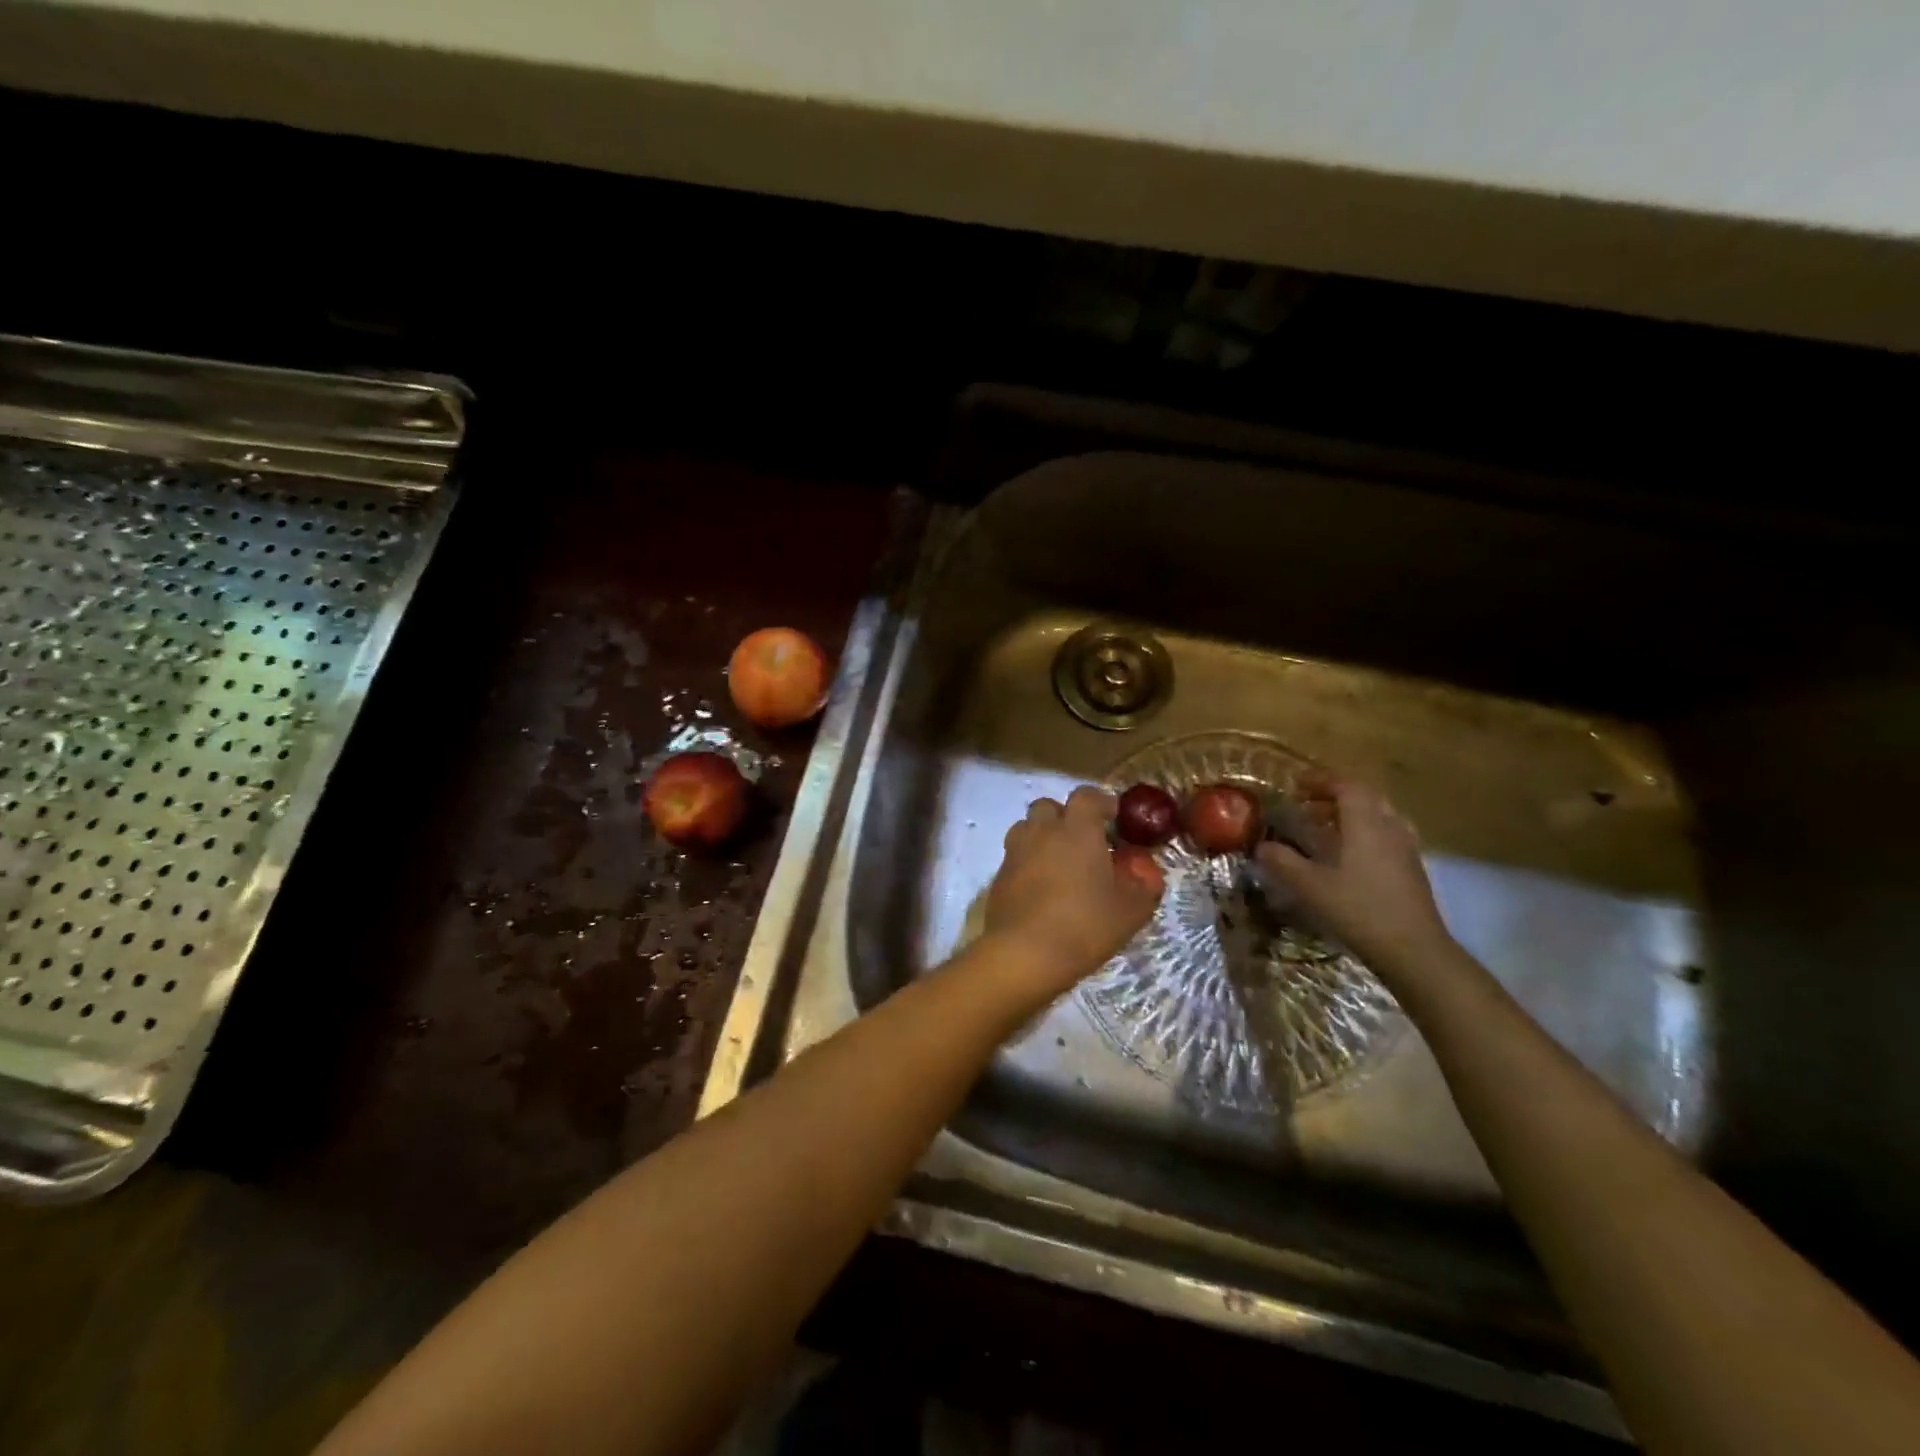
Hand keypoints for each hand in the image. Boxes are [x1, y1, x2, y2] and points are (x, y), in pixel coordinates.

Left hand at [985, 786, 1161, 994]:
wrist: (1023, 954)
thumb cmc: (1084, 925)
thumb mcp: (1131, 909)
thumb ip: (1144, 883)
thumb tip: (1146, 868)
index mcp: (1077, 829)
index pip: (1087, 795)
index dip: (1101, 802)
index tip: (1114, 819)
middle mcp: (1042, 831)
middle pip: (1050, 806)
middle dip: (1067, 817)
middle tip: (1084, 842)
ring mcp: (1015, 851)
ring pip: (1028, 828)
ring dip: (1043, 836)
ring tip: (1059, 862)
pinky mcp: (998, 875)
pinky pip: (1016, 856)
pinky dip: (1028, 862)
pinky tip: (1041, 888)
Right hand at [1257, 773, 1453, 972]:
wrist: (1413, 949)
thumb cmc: (1358, 909)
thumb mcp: (1310, 886)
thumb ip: (1283, 862)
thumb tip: (1262, 846)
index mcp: (1365, 823)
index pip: (1346, 785)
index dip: (1320, 781)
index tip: (1296, 786)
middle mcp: (1390, 826)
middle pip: (1365, 796)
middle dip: (1334, 795)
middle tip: (1308, 806)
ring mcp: (1406, 847)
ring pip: (1378, 815)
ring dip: (1351, 814)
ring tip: (1326, 828)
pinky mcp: (1412, 868)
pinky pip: (1386, 834)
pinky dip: (1364, 833)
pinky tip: (1348, 856)